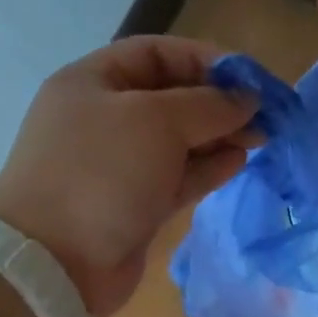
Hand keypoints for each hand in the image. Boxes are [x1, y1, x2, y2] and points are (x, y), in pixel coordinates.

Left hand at [0, 36, 256, 316]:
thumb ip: (208, 105)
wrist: (54, 263)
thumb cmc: (101, 172)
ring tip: (260, 137)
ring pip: (178, 140)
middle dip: (218, 101)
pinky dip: (208, 167)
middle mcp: (104, 118)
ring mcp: (118, 164)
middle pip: (171, 97)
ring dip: (219, 135)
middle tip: (263, 113)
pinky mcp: (134, 203)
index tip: (250, 77)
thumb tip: (247, 100)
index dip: (205, 59)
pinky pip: (177, 175)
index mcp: (93, 82)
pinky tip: (239, 161)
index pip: (156, 53)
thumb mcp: (156, 121)